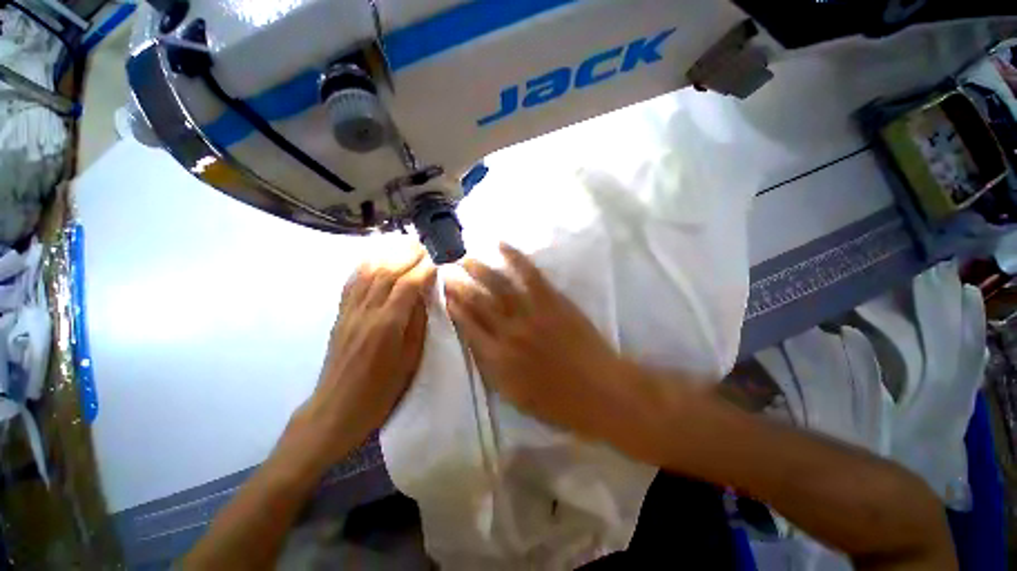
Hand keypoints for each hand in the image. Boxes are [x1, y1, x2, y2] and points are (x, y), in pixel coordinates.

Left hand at [288, 246, 435, 467]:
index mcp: (387, 326)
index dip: (424, 269)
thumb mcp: (410, 359)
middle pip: (387, 271)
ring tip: (404, 247)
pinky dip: (366, 265)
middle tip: (424, 247)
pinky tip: (377, 259)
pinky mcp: (340, 314)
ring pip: (367, 271)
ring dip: (388, 255)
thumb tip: (424, 296)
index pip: (408, 285)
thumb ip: (417, 324)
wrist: (337, 408)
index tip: (438, 261)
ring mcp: (349, 311)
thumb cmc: (382, 389)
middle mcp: (365, 312)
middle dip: (407, 255)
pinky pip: (352, 282)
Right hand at [445, 243, 641, 441]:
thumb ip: (493, 370)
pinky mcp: (552, 301)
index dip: (455, 307)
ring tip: (465, 257)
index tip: (445, 293)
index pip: (468, 326)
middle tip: (447, 270)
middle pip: (478, 303)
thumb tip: (477, 346)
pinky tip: (501, 245)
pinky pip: (529, 275)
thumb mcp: (516, 398)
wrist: (601, 392)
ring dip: (479, 269)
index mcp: (498, 359)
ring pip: (498, 286)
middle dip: (459, 285)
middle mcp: (509, 332)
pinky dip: (514, 258)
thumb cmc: (559, 403)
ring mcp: (531, 313)